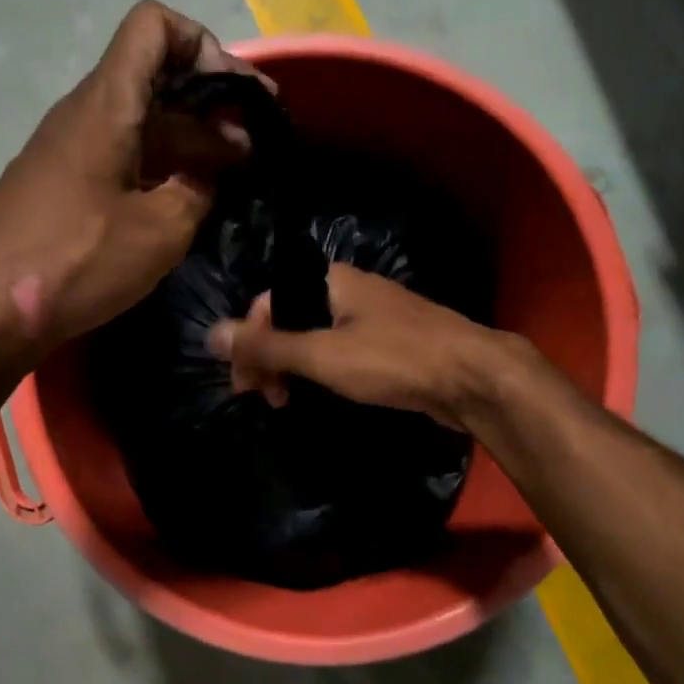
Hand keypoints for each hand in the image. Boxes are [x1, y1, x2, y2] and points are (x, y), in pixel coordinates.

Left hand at [0, 0, 270, 356]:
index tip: (237, 98)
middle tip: (255, 150)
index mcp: (107, 104)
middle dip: (211, 106)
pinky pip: (121, 158)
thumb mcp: (160, 230)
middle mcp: (85, 114)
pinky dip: (160, 169)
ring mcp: (70, 151)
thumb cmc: (77, 260)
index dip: (203, 44)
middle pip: (155, 79)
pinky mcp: (63, 187)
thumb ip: (198, 191)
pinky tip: (186, 203)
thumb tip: (208, 178)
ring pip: (140, 123)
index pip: (153, 26)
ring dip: (189, 143)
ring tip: (232, 179)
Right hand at [206, 264, 502, 429]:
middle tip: (265, 398)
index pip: (267, 304)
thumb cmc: (393, 359)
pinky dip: (322, 372)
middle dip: (269, 358)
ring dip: (293, 368)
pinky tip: (320, 394)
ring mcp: (373, 316)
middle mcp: (348, 290)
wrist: (474, 377)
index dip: (249, 342)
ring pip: (315, 337)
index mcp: (329, 281)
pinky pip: (340, 350)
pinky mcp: (390, 343)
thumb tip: (209, 334)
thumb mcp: (321, 355)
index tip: (245, 385)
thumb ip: (266, 347)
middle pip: (290, 320)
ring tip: (288, 402)